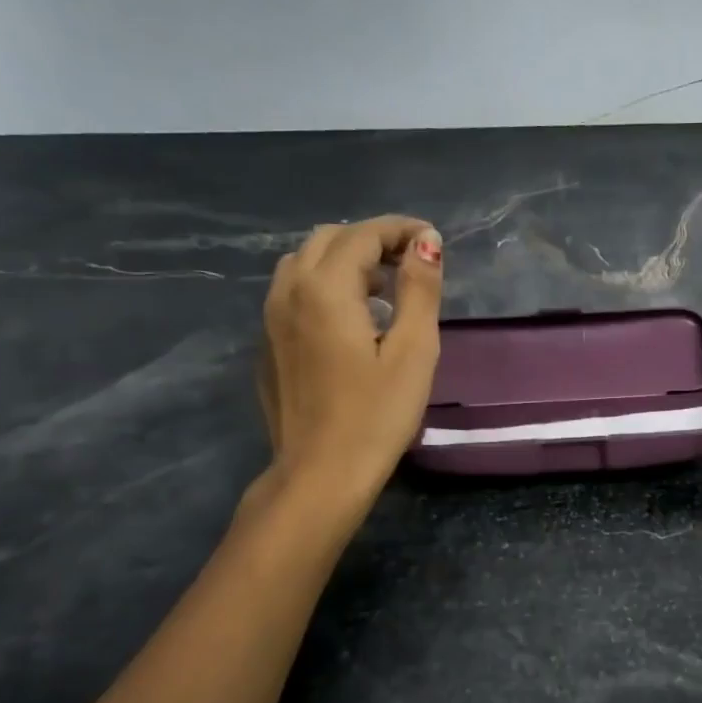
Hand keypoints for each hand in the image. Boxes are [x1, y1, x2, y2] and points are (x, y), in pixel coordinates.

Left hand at [251, 216, 443, 511]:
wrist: (320, 473)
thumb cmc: (376, 415)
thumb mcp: (413, 352)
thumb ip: (419, 290)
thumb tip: (426, 241)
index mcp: (325, 288)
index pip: (362, 235)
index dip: (400, 230)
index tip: (433, 241)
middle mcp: (288, 291)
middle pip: (328, 240)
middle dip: (371, 240)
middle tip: (411, 264)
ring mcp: (270, 318)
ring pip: (305, 263)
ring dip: (345, 261)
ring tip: (383, 289)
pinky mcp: (269, 344)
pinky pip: (294, 293)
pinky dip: (325, 285)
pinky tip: (352, 320)